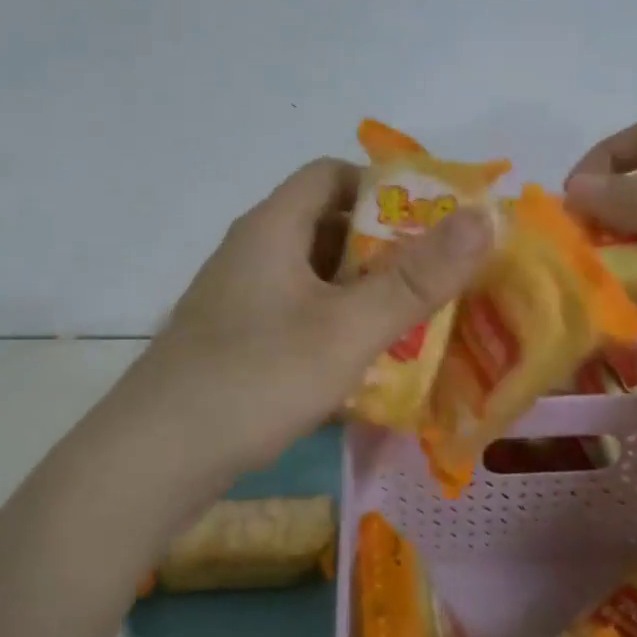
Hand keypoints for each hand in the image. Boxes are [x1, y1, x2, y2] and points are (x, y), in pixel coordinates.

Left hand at [112, 158, 494, 484]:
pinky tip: (363, 366)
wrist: (152, 462)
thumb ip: (418, 277)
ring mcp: (238, 300)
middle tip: (437, 280)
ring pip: (315, 277)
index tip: (433, 222)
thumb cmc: (255, 379)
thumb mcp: (348, 328)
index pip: (331, 174)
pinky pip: (298, 316)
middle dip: (386, 249)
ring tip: (415, 324)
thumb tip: (485, 216)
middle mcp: (252, 252)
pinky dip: (335, 327)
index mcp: (272, 227)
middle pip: (327, 226)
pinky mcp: (234, 342)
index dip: (385, 188)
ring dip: (363, 293)